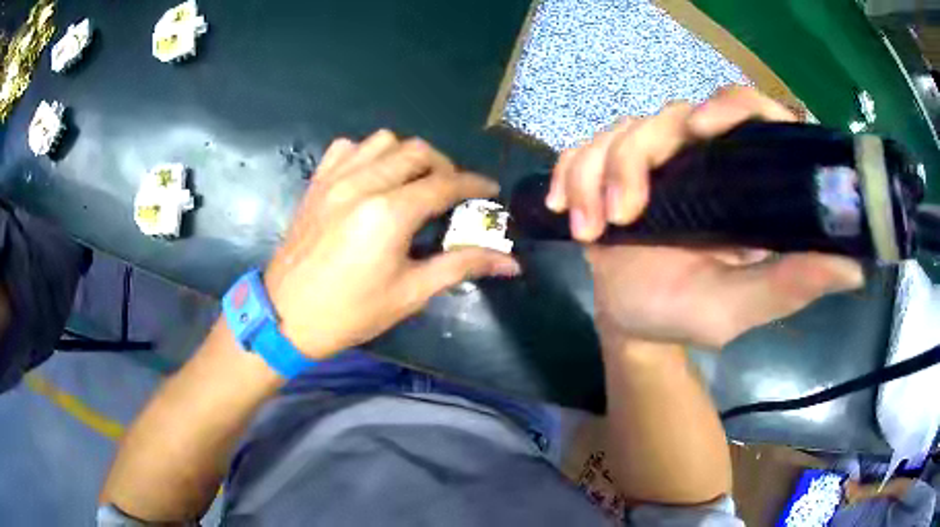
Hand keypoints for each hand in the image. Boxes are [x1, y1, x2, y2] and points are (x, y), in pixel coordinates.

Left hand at [264, 131, 519, 358]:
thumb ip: (461, 265)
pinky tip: (372, 177)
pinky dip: (368, 154)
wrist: (286, 315)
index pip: (445, 183)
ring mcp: (335, 178)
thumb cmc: (350, 312)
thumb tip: (510, 262)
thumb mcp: (410, 292)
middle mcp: (363, 183)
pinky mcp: (317, 182)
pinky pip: (348, 148)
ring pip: (384, 141)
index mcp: (389, 213)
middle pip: (418, 152)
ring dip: (407, 156)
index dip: (475, 184)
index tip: (490, 190)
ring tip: (413, 182)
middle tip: (452, 192)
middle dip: (444, 166)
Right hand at [547, 86, 863, 348]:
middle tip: (624, 215)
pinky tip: (567, 212)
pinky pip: (583, 150)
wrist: (633, 324)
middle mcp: (700, 157)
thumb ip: (791, 285)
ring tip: (592, 232)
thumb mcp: (741, 307)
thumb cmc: (688, 315)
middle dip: (635, 158)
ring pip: (619, 132)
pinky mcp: (611, 168)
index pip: (747, 111)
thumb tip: (854, 267)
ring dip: (597, 176)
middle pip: (668, 116)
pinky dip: (570, 176)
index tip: (702, 128)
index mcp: (741, 179)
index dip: (729, 106)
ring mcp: (653, 160)